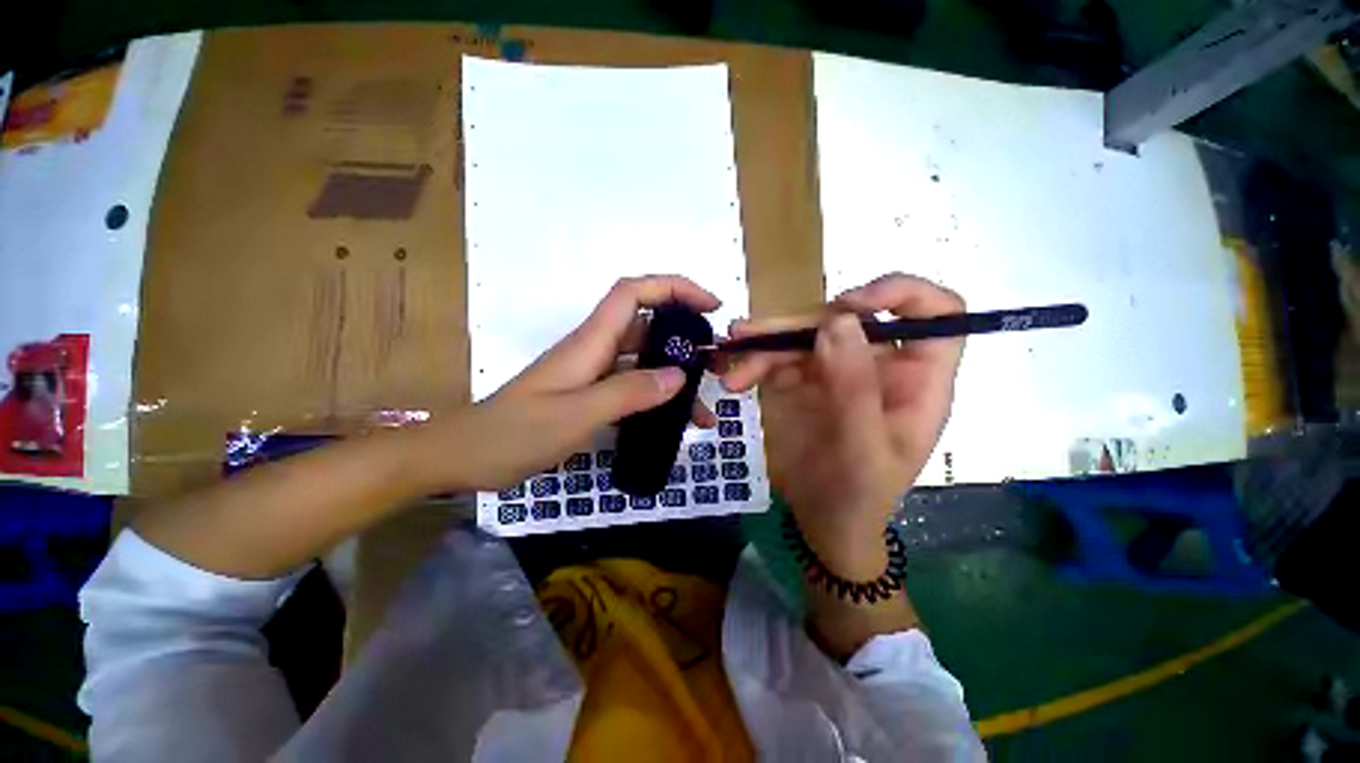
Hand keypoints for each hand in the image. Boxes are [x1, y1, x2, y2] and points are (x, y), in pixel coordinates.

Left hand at [417, 276, 720, 490]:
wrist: (464, 456)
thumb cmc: (513, 434)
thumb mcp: (574, 415)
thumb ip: (627, 394)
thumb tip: (678, 376)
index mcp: (589, 342)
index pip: (634, 293)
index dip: (673, 288)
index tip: (710, 306)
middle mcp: (595, 350)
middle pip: (647, 326)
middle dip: (685, 338)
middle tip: (716, 365)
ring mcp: (593, 373)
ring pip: (644, 362)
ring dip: (676, 378)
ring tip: (704, 409)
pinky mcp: (591, 394)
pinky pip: (633, 387)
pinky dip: (657, 399)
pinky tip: (672, 421)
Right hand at [720, 274, 963, 578]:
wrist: (821, 524)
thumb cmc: (857, 497)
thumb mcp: (863, 451)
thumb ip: (855, 388)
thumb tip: (839, 321)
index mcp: (917, 381)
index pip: (937, 314)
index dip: (901, 294)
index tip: (850, 304)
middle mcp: (880, 366)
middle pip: (848, 319)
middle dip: (799, 324)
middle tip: (753, 335)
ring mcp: (838, 371)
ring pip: (806, 335)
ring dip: (765, 342)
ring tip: (731, 352)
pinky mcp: (804, 382)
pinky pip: (780, 358)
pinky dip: (755, 362)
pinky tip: (735, 378)